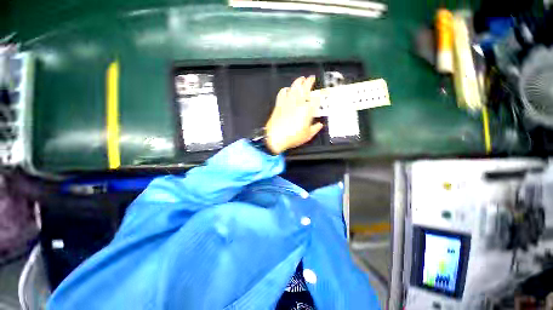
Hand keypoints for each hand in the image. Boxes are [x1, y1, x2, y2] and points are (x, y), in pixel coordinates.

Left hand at [265, 76, 323, 153]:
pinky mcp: (279, 104)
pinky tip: (286, 89)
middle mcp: (298, 103)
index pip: (317, 98)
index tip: (325, 91)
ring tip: (301, 78)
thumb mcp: (308, 135)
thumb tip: (319, 125)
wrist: (275, 138)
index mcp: (307, 110)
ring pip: (293, 88)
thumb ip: (315, 129)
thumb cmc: (292, 137)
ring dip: (298, 82)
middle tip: (312, 77)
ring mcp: (287, 102)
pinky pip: (282, 94)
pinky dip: (285, 90)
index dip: (322, 93)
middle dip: (309, 82)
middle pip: (304, 89)